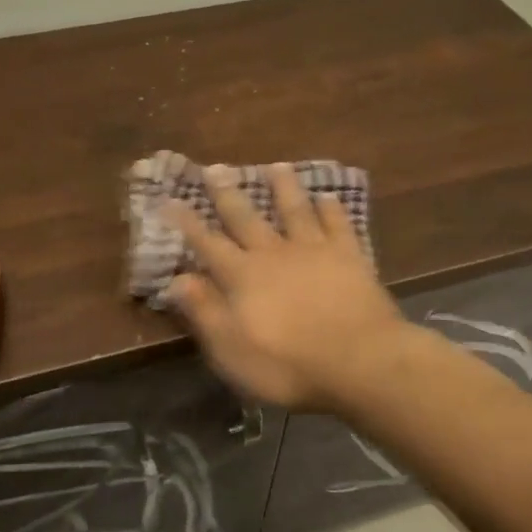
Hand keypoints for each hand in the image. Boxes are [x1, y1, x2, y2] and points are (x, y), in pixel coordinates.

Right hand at [162, 163, 408, 412]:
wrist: (361, 361)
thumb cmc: (288, 366)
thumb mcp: (232, 350)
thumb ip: (205, 312)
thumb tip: (177, 279)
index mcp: (242, 277)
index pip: (207, 244)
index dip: (187, 224)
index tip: (171, 200)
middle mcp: (274, 254)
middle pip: (246, 217)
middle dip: (227, 193)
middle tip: (215, 168)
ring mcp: (314, 251)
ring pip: (294, 210)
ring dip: (283, 187)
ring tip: (275, 166)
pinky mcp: (349, 257)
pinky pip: (338, 225)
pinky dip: (331, 209)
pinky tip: (328, 196)